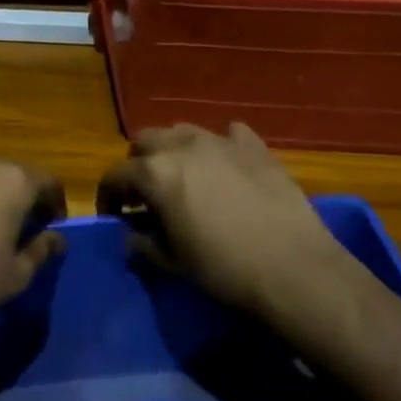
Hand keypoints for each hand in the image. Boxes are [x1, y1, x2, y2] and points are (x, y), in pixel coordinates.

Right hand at [96, 123, 342, 315]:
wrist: (293, 267)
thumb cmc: (224, 269)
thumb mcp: (173, 262)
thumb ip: (144, 242)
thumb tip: (131, 235)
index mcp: (155, 173)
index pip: (115, 174)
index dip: (107, 194)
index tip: (112, 214)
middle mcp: (183, 145)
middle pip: (145, 140)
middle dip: (138, 164)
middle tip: (145, 193)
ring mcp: (221, 140)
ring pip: (183, 130)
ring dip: (174, 150)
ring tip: (183, 176)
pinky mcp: (255, 146)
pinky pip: (228, 133)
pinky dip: (219, 146)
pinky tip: (226, 167)